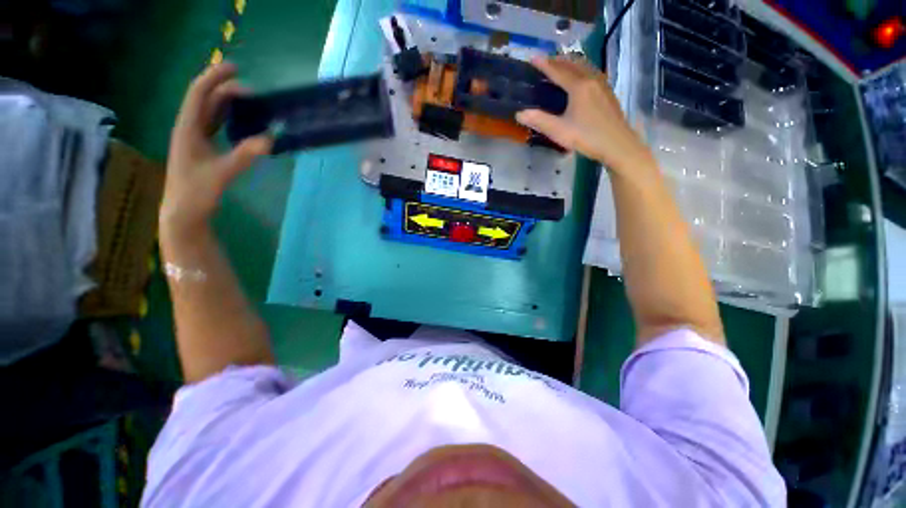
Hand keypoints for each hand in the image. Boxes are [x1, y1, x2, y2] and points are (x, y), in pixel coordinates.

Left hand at [160, 62, 271, 238]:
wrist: (185, 212)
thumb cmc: (197, 192)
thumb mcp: (222, 174)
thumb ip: (245, 156)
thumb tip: (270, 139)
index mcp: (187, 129)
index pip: (199, 94)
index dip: (214, 77)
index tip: (235, 68)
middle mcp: (190, 128)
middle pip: (207, 100)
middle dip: (227, 91)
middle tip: (254, 94)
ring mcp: (196, 138)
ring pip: (212, 112)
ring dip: (230, 104)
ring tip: (252, 104)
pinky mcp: (204, 148)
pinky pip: (217, 125)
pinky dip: (230, 119)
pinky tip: (244, 123)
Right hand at [516, 56, 653, 175]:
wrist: (617, 144)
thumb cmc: (587, 137)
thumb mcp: (559, 131)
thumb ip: (539, 121)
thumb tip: (520, 113)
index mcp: (578, 87)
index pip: (558, 71)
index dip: (544, 64)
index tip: (533, 58)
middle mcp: (591, 80)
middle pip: (573, 65)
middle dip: (558, 60)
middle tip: (546, 60)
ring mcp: (602, 85)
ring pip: (585, 67)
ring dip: (571, 63)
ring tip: (562, 65)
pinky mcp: (608, 93)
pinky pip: (592, 73)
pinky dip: (582, 70)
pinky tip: (581, 77)